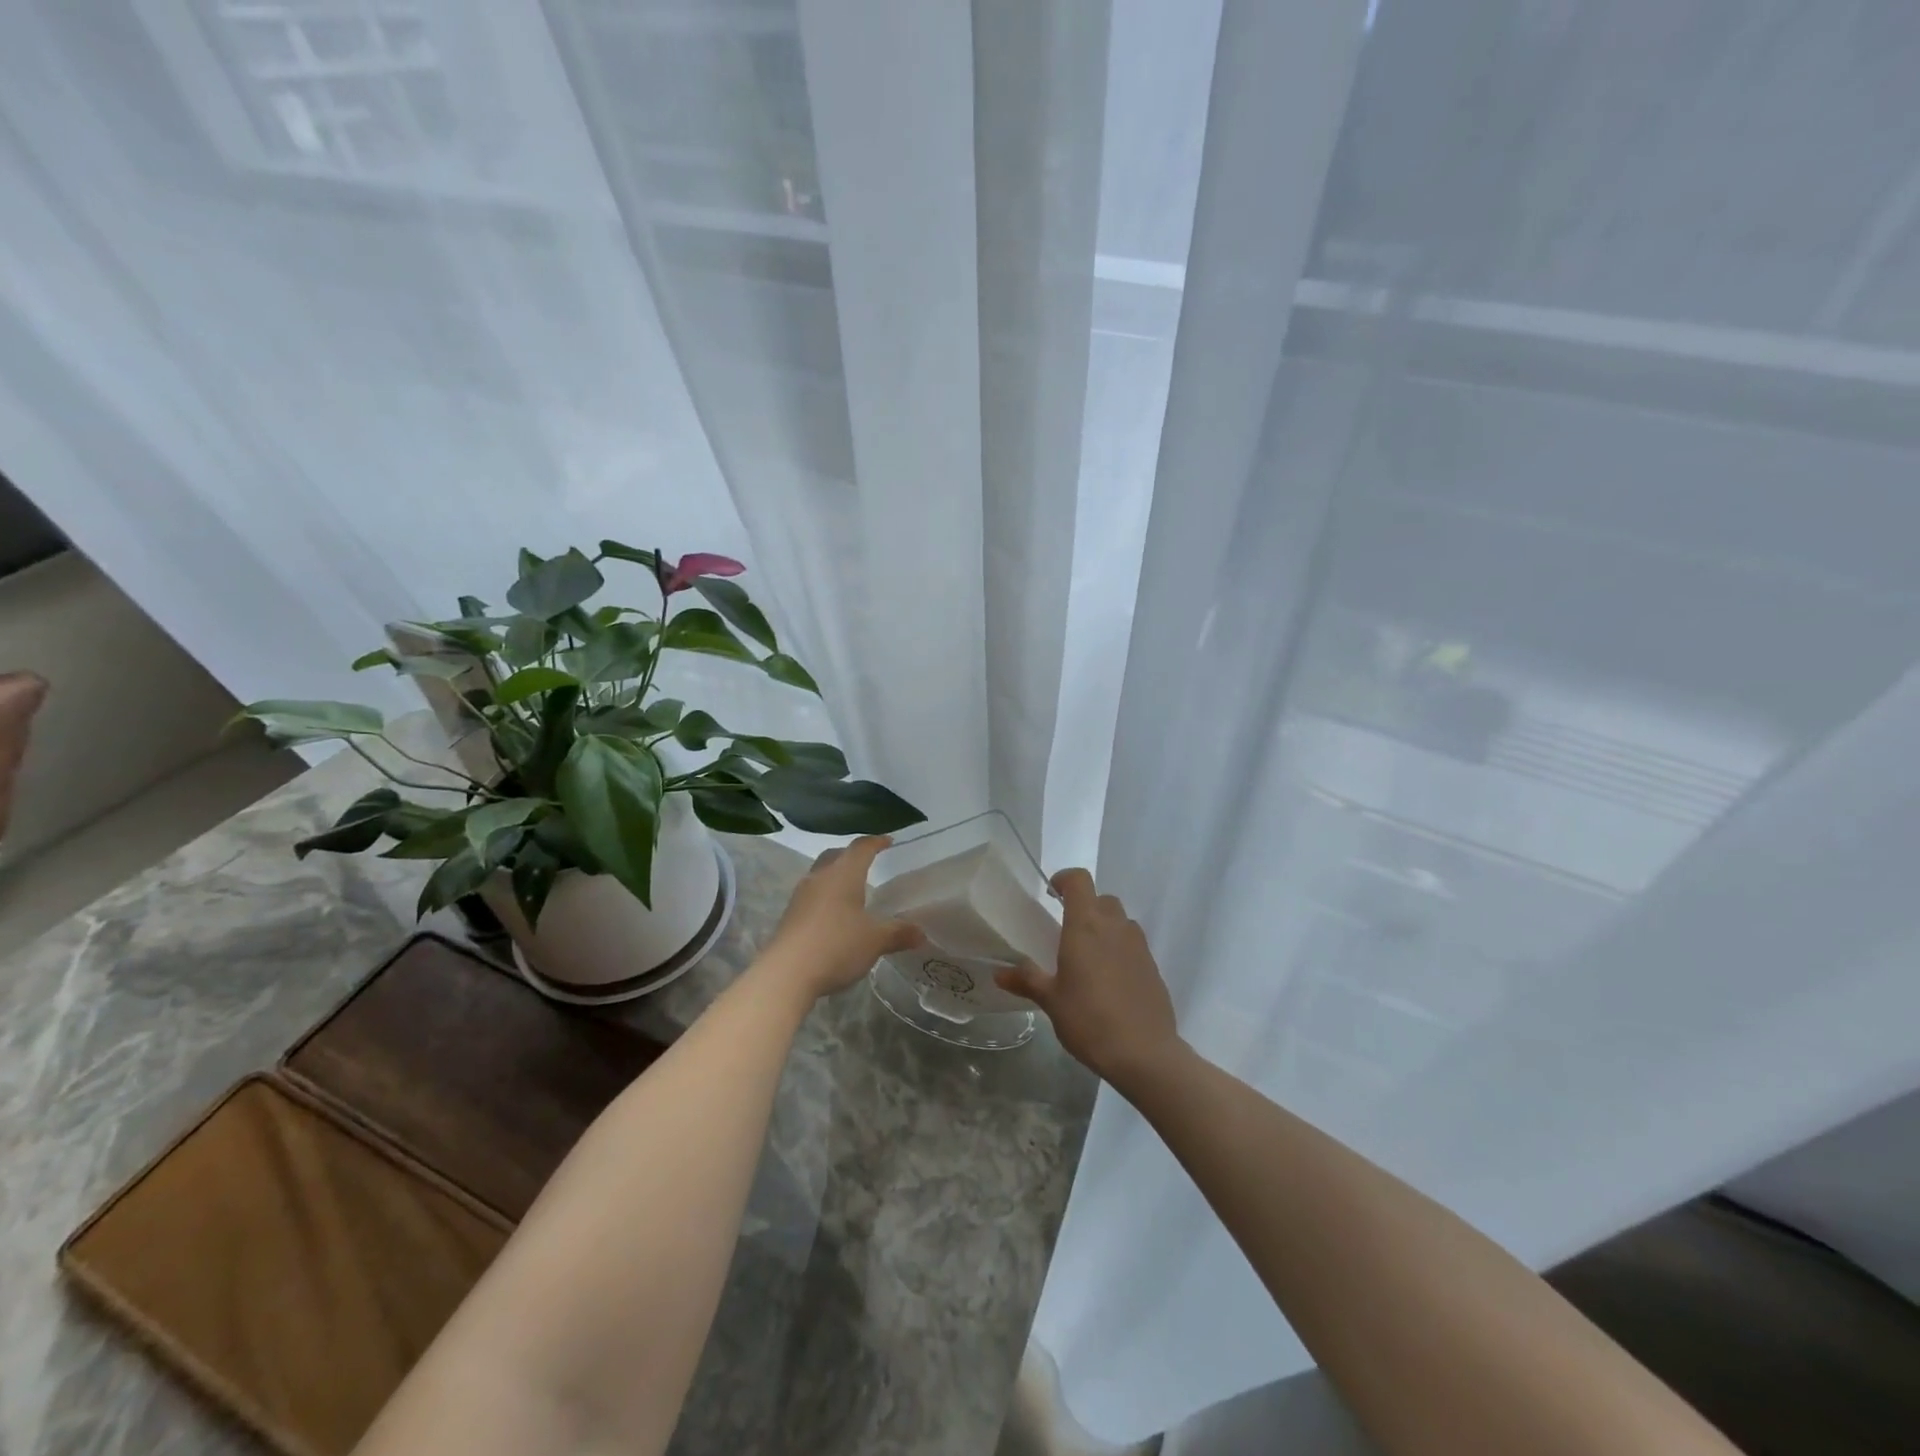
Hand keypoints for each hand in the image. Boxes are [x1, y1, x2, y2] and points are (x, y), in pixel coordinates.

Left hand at [758, 835, 923, 1002]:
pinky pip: (811, 895)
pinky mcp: (789, 915)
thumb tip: (921, 933)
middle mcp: (820, 877)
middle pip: (836, 855)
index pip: (861, 848)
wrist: (786, 974)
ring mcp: (801, 896)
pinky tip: (833, 915)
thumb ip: (898, 933)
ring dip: (836, 876)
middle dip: (852, 855)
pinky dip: (825, 896)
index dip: (876, 842)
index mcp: (844, 874)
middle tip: (868, 862)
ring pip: (821, 874)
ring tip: (851, 889)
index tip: (888, 841)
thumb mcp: (875, 941)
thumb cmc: (837, 946)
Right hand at [995, 868, 1181, 1089]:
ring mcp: (1139, 946)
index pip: (1079, 880)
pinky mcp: (1153, 967)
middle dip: (1085, 906)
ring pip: (1121, 921)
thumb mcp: (1051, 1000)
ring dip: (1105, 927)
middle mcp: (1115, 926)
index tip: (1051, 893)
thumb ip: (1026, 980)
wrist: (1144, 1053)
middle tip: (1067, 929)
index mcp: (1086, 925)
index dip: (1065, 879)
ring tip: (1088, 956)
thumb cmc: (1089, 1019)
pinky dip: (1120, 950)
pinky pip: (1133, 945)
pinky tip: (1109, 980)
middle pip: (1102, 899)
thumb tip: (999, 973)